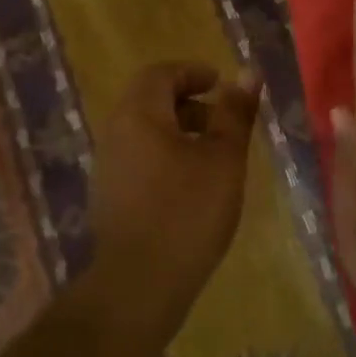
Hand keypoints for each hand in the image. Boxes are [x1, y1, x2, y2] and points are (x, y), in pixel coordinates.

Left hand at [90, 62, 261, 322]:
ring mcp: (107, 166)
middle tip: (222, 120)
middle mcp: (115, 133)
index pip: (160, 73)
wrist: (139, 284)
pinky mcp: (109, 196)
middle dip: (188, 101)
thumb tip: (248, 73)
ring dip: (178, 130)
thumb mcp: (223, 158)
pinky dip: (165, 155)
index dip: (193, 72)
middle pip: (149, 100)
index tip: (221, 84)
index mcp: (138, 115)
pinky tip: (191, 185)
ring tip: (213, 155)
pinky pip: (138, 157)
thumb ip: (235, 113)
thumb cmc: (187, 212)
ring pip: (144, 131)